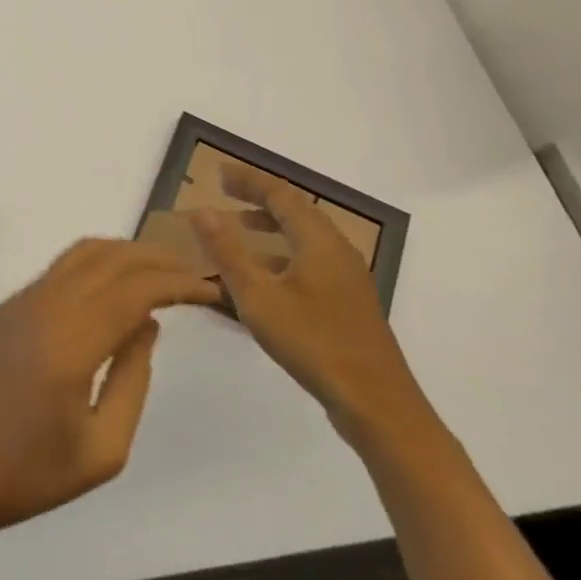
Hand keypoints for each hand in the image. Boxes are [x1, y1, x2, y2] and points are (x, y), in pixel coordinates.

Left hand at [0, 239, 219, 536]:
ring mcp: (21, 300)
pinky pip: (59, 269)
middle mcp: (44, 306)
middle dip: (155, 258)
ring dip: (124, 253)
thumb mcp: (102, 449)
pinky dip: (95, 264)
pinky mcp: (7, 306)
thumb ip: (132, 379)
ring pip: (81, 254)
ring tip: (159, 271)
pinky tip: (113, 288)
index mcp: (70, 342)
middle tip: (192, 273)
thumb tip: (147, 324)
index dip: (175, 283)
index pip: (133, 290)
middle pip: (109, 258)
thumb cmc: (29, 474)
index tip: (209, 289)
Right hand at [191, 165, 427, 443]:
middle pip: (297, 211)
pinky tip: (266, 278)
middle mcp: (338, 251)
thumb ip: (228, 252)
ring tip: (241, 230)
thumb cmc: (314, 344)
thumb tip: (202, 211)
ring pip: (306, 237)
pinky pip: (312, 260)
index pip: (281, 194)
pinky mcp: (350, 302)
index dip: (249, 181)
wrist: (378, 406)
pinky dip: (284, 254)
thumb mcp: (259, 298)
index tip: (220, 174)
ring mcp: (348, 278)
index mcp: (319, 241)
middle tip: (227, 194)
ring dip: (272, 227)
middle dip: (260, 199)